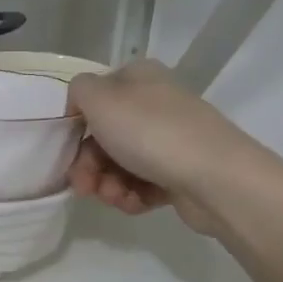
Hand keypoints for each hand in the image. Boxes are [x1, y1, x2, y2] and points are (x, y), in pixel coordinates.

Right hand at [65, 59, 243, 232]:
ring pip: (121, 164)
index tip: (67, 148)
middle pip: (105, 136)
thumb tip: (81, 103)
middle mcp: (156, 104)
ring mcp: (171, 139)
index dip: (77, 124)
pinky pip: (143, 184)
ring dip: (108, 184)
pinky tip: (134, 203)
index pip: (95, 96)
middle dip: (89, 165)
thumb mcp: (101, 99)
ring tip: (115, 197)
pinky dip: (132, 195)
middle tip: (85, 187)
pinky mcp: (181, 173)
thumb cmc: (151, 132)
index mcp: (139, 78)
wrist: (215, 178)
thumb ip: (79, 91)